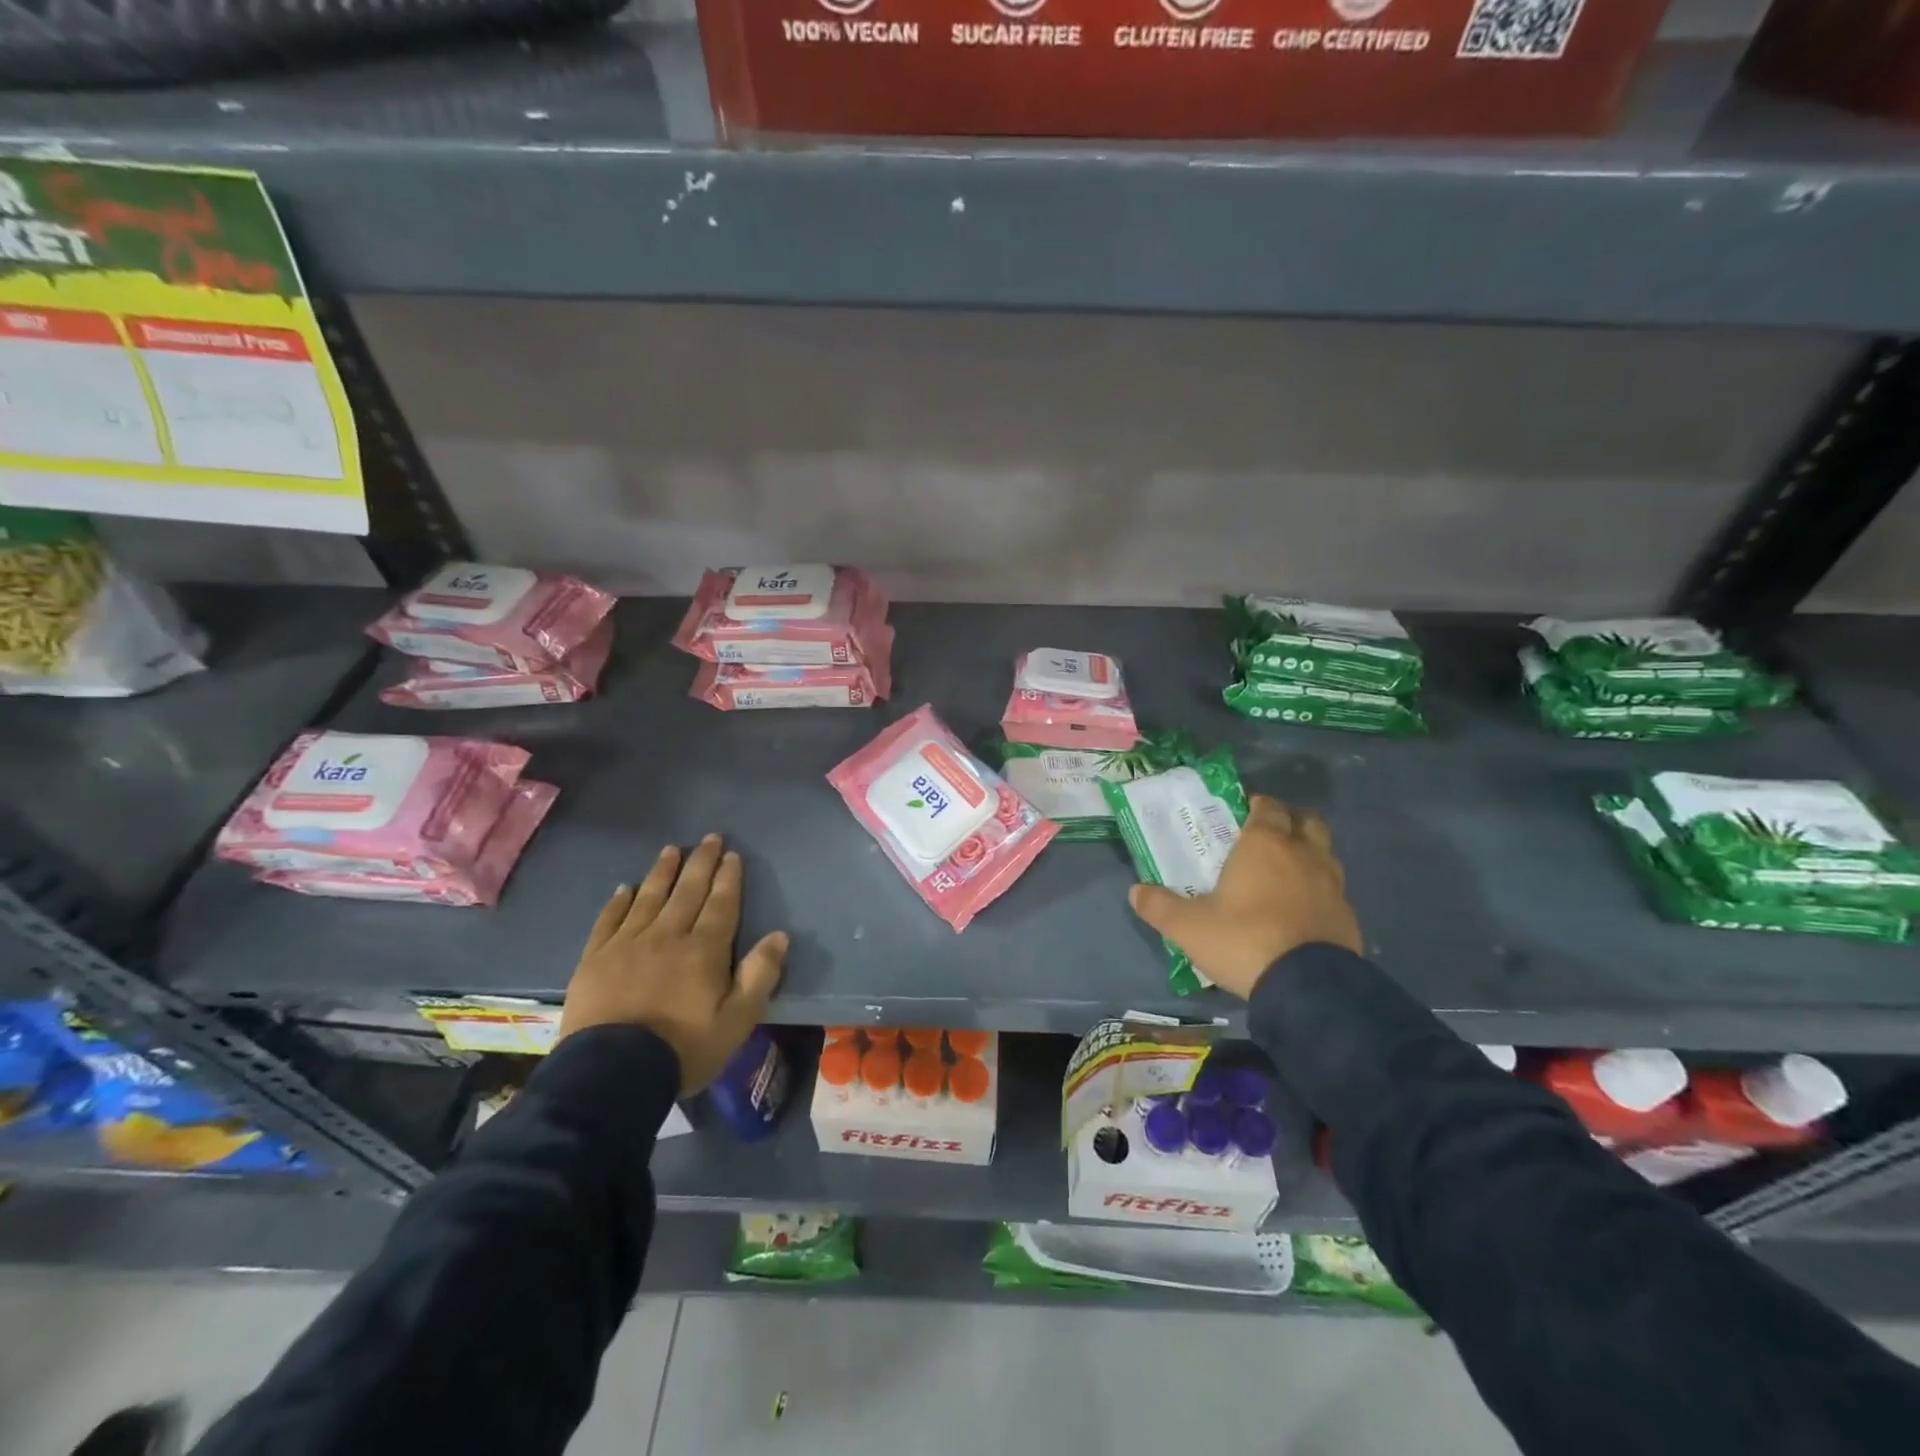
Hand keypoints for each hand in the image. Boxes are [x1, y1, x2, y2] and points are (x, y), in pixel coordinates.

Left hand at [560, 834, 787, 1093]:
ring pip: (649, 897)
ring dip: (663, 872)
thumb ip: (760, 975)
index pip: (721, 904)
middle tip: (709, 838)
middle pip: (688, 891)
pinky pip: (609, 920)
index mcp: (704, 949)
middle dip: (701, 863)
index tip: (732, 855)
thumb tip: (779, 936)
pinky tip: (625, 888)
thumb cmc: (684, 1048)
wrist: (612, 1073)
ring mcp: (628, 944)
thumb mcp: (738, 1020)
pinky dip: (619, 901)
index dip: (728, 878)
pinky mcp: (596, 959)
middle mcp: (668, 936)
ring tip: (672, 850)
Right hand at [1128, 795, 1361, 999]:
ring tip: (1287, 872)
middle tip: (1270, 835)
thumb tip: (1135, 892)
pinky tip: (1302, 911)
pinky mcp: (1348, 916)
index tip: (1245, 812)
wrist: (1308, 987)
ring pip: (1325, 854)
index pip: (1269, 807)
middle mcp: (1303, 855)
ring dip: (1309, 854)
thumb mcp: (1188, 927)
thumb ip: (1160, 906)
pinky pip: (1334, 891)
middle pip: (1308, 821)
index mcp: (1264, 845)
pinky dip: (1319, 891)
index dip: (1258, 806)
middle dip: (1291, 822)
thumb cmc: (1243, 941)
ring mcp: (1332, 885)